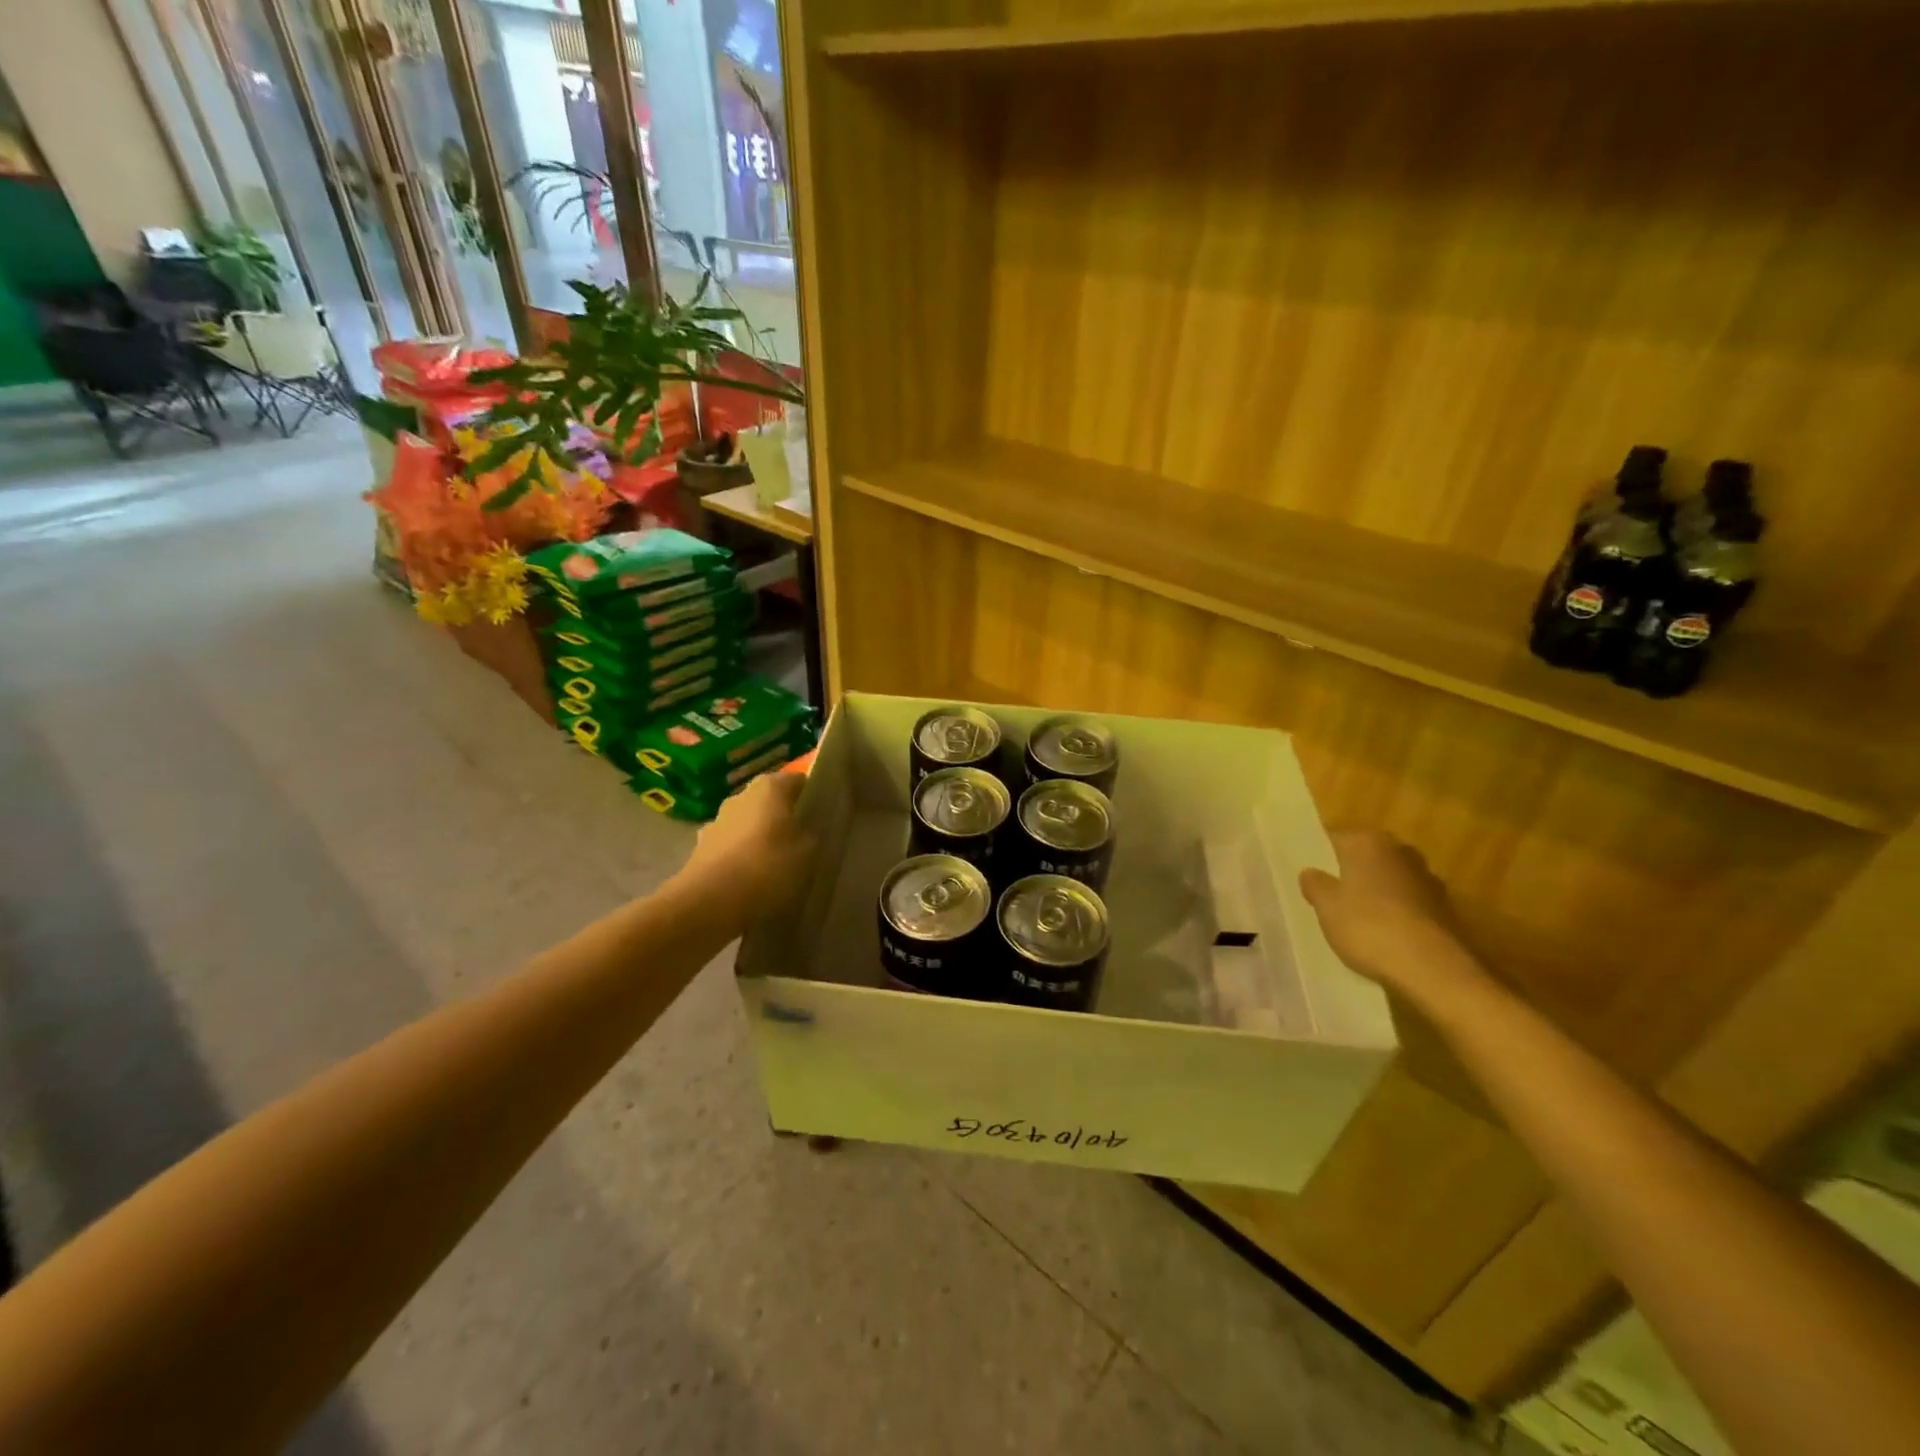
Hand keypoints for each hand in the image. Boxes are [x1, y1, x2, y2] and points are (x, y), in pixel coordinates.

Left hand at [677, 770, 814, 918]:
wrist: (708, 906)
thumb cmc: (767, 869)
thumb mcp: (808, 854)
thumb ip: (812, 835)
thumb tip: (809, 830)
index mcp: (769, 788)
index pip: (798, 781)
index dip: (812, 795)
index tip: (824, 815)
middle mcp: (740, 797)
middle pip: (770, 802)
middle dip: (785, 817)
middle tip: (805, 840)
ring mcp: (717, 822)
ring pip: (748, 825)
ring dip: (761, 838)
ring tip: (779, 864)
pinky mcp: (700, 850)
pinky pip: (731, 848)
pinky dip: (742, 859)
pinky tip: (754, 881)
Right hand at [1299, 830, 1485, 1008]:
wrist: (1431, 968)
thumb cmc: (1368, 926)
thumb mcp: (1326, 906)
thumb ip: (1315, 884)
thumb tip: (1311, 872)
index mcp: (1367, 842)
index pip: (1333, 839)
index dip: (1319, 857)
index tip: (1308, 876)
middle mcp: (1399, 851)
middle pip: (1364, 858)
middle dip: (1349, 873)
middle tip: (1328, 897)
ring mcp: (1426, 879)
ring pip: (1388, 880)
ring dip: (1375, 893)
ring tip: (1355, 919)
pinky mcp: (1444, 908)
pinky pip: (1407, 903)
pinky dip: (1396, 913)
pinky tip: (1383, 935)